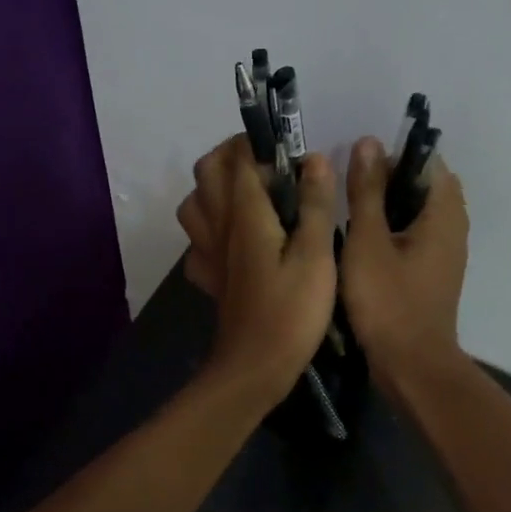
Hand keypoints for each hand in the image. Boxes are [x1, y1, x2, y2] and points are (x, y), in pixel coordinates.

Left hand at [175, 136, 338, 403]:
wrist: (254, 368)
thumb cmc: (291, 312)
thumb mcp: (316, 257)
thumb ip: (315, 205)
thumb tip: (314, 160)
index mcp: (245, 214)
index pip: (240, 158)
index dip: (261, 143)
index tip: (291, 150)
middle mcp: (218, 226)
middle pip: (207, 171)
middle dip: (232, 155)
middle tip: (269, 165)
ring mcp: (207, 253)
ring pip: (194, 203)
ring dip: (216, 188)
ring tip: (250, 196)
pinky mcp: (208, 278)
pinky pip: (197, 242)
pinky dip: (211, 230)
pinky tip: (234, 241)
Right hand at [339, 136, 468, 384]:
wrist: (411, 365)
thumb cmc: (388, 301)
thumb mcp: (367, 241)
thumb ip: (366, 191)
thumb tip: (368, 142)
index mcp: (444, 212)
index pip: (427, 161)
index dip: (392, 157)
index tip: (357, 168)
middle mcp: (454, 226)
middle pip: (423, 185)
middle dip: (387, 181)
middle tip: (348, 191)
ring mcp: (446, 252)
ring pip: (417, 212)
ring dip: (387, 207)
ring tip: (349, 214)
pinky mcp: (434, 273)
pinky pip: (415, 236)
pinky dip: (392, 231)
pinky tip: (361, 244)